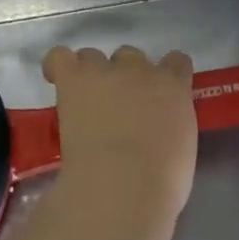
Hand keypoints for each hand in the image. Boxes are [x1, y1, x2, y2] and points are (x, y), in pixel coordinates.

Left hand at [42, 45, 197, 220]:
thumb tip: (156, 130)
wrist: (123, 184)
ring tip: (85, 98)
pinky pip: (59, 57)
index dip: (166, 73)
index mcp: (173, 86)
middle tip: (119, 106)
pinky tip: (56, 81)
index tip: (159, 93)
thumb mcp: (182, 148)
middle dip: (126, 76)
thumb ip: (171, 126)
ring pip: (94, 55)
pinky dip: (56, 66)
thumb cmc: (161, 180)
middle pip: (131, 56)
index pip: (176, 61)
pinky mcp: (73, 79)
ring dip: (91, 72)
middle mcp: (140, 70)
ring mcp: (105, 71)